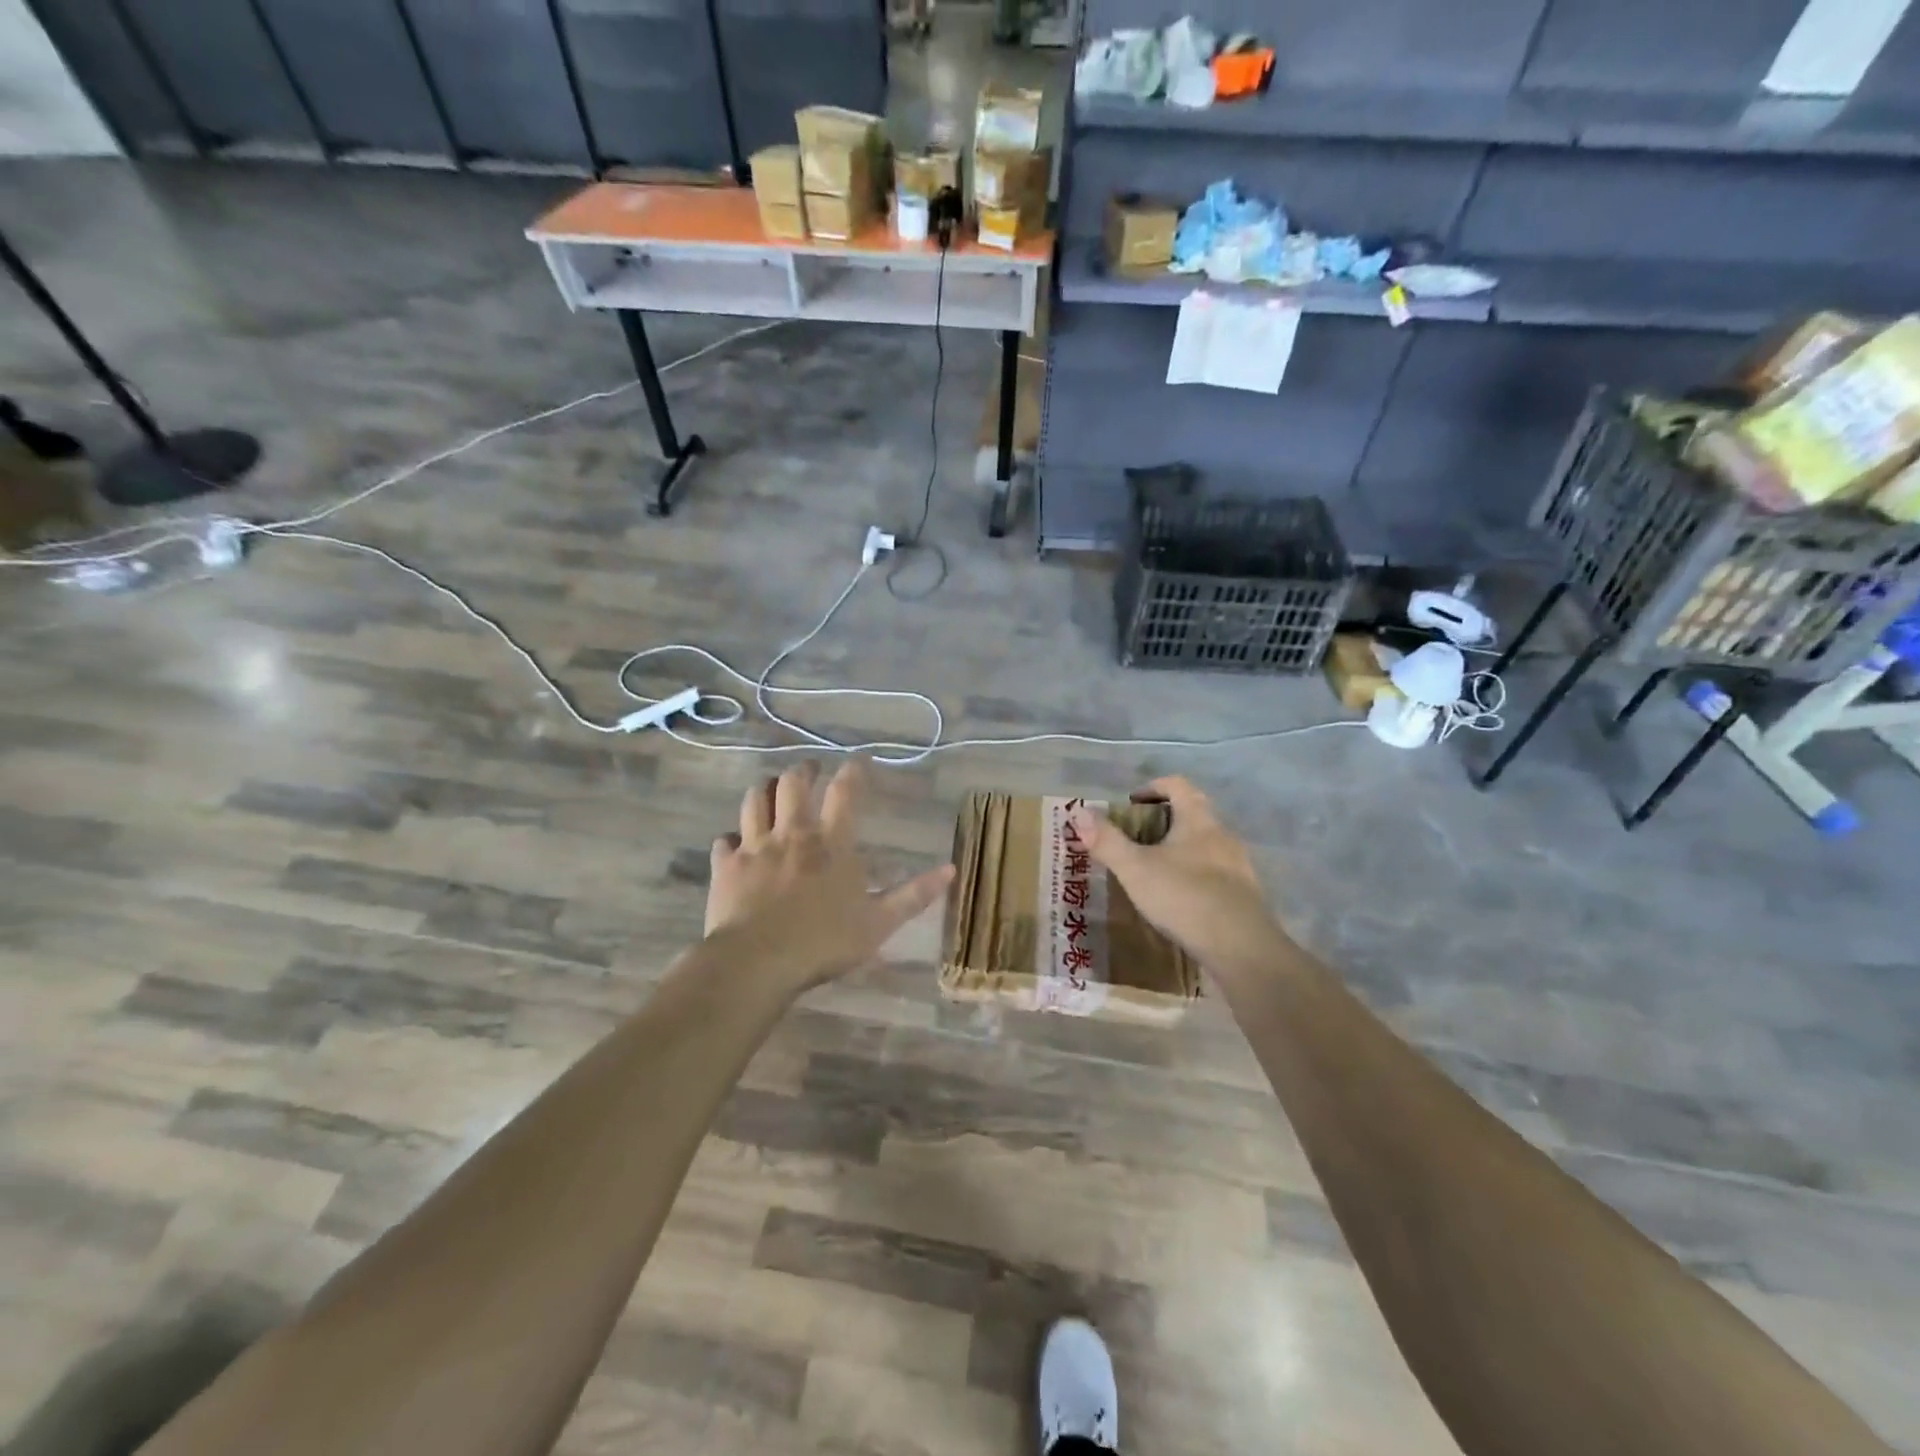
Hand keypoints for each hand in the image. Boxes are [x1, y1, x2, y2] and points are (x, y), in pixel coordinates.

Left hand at [706, 759, 954, 991]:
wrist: (758, 962)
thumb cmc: (824, 942)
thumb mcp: (880, 923)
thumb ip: (914, 895)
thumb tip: (951, 870)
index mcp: (831, 843)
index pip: (845, 792)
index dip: (853, 771)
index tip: (858, 761)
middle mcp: (792, 834)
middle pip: (792, 783)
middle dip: (803, 771)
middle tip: (810, 771)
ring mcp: (754, 847)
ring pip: (754, 800)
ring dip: (764, 791)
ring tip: (771, 792)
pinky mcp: (727, 866)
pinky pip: (724, 840)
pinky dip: (731, 838)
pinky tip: (735, 844)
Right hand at [1070, 776, 1284, 974]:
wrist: (1242, 949)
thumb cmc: (1185, 897)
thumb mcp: (1136, 869)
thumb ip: (1107, 841)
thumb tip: (1078, 812)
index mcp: (1198, 820)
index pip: (1177, 785)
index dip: (1152, 787)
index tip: (1130, 804)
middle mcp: (1223, 835)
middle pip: (1192, 813)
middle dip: (1163, 820)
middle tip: (1135, 838)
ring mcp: (1238, 866)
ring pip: (1204, 844)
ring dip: (1179, 849)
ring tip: (1152, 870)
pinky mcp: (1243, 895)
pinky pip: (1214, 873)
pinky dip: (1193, 875)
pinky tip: (1177, 899)